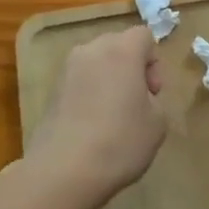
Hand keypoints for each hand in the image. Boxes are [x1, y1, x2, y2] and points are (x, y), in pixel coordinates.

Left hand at [25, 25, 166, 208]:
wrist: (62, 172)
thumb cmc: (120, 142)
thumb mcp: (157, 123)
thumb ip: (153, 99)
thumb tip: (137, 97)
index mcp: (121, 51)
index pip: (144, 35)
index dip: (154, 62)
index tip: (153, 92)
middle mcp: (91, 51)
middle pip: (118, 45)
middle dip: (131, 67)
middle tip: (137, 102)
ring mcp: (66, 71)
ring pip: (96, 64)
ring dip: (109, 81)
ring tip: (113, 116)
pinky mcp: (50, 92)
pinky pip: (80, 83)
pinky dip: (90, 95)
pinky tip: (92, 127)